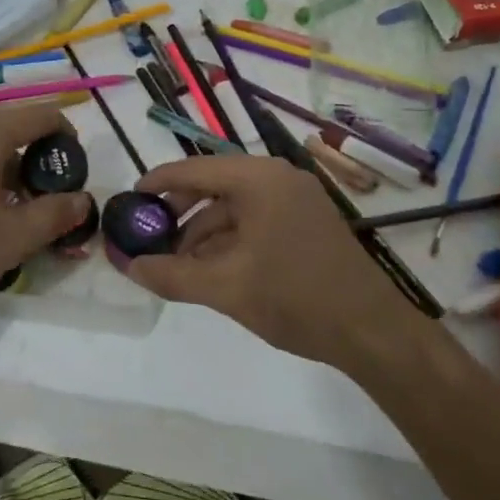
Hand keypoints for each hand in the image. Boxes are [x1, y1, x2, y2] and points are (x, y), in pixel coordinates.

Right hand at [126, 156, 405, 368]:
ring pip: (235, 205)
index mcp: (259, 179)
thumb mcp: (225, 288)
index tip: (130, 198)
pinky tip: (211, 268)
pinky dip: (229, 239)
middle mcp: (278, 178)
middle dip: (180, 211)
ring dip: (203, 230)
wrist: (371, 330)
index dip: (158, 183)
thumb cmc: (295, 298)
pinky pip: (256, 219)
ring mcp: (297, 199)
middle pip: (214, 184)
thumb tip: (128, 267)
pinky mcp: (307, 222)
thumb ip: (172, 275)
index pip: (194, 169)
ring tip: (176, 262)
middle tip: (150, 235)